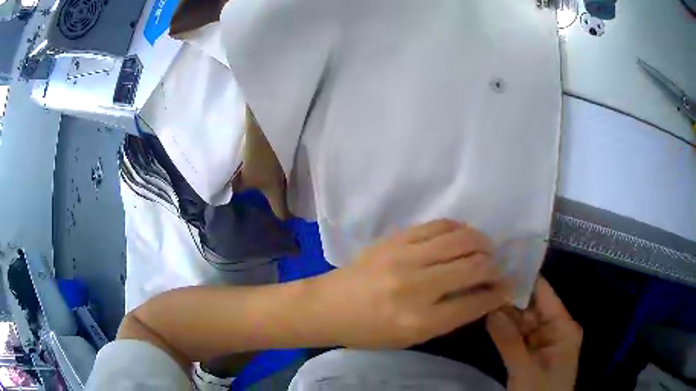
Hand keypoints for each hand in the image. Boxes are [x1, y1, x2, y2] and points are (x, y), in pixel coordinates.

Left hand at [317, 219, 511, 348]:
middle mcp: (417, 286)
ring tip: (485, 250)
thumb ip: (449, 318)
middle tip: (498, 269)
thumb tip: (483, 295)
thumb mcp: (411, 338)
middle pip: (474, 267)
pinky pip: (438, 225)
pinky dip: (458, 229)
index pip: (474, 302)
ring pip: (461, 239)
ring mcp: (405, 257)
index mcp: (420, 321)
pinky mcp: (395, 238)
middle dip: (495, 267)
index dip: (498, 294)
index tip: (508, 287)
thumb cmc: (370, 331)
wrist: (329, 305)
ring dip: (481, 243)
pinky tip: (463, 236)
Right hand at [486, 278, 582, 390]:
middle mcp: (554, 328)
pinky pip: (516, 336)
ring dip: (503, 313)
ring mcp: (542, 341)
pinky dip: (503, 330)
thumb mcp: (525, 369)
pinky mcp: (531, 353)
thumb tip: (489, 308)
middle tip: (484, 279)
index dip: (525, 278)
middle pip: (531, 306)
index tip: (503, 263)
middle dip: (509, 296)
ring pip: (521, 321)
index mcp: (563, 326)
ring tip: (481, 293)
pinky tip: (487, 317)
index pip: (545, 294)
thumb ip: (508, 340)